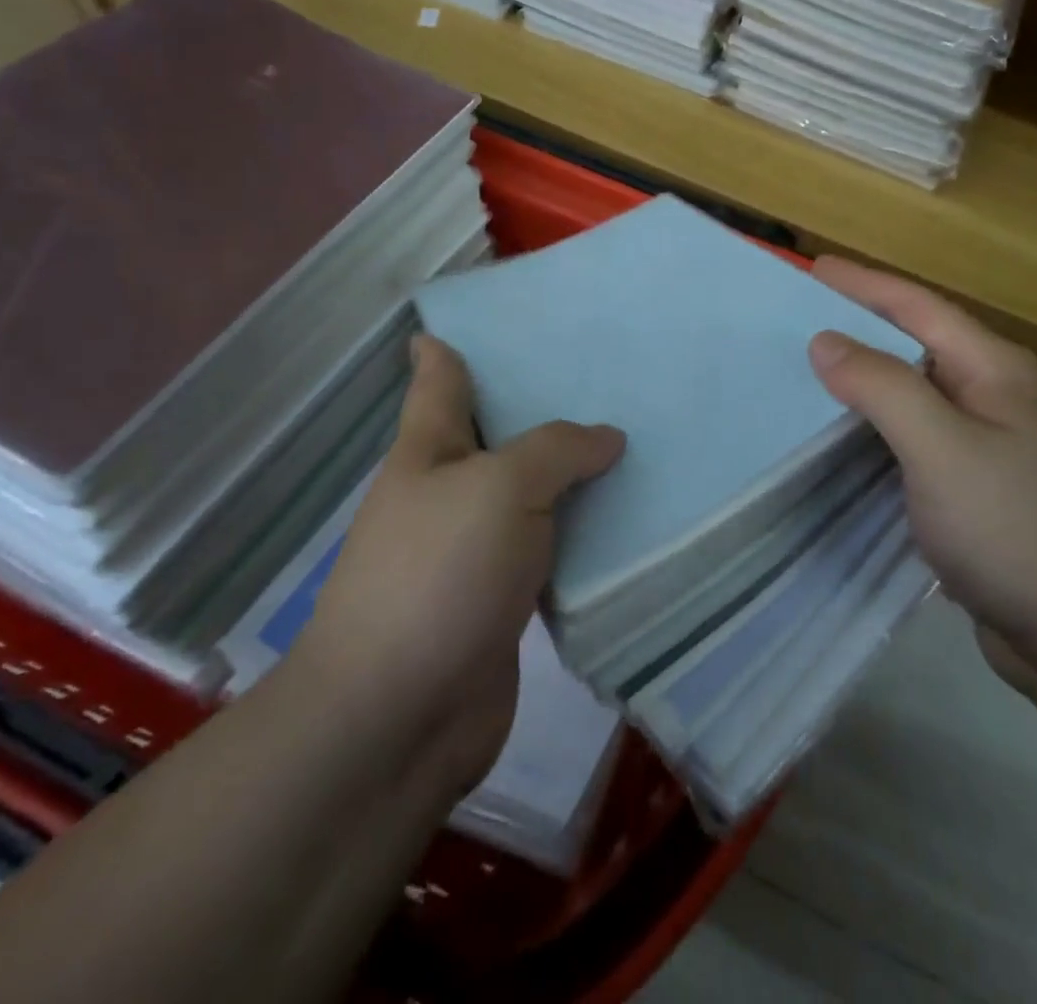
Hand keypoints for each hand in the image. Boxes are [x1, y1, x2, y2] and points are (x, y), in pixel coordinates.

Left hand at [295, 335, 624, 795]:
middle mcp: (448, 492)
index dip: (454, 344)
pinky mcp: (502, 601)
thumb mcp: (501, 487)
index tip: (491, 318)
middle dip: (544, 406)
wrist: (399, 718)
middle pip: (498, 434)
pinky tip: (628, 521)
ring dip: (573, 476)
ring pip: (532, 495)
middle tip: (609, 374)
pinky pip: (550, 551)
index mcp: (429, 450)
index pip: (440, 379)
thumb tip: (607, 438)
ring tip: (636, 441)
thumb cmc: (439, 575)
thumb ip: (557, 450)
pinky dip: (582, 536)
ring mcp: (473, 550)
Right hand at [808, 257, 1036, 687]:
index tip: (812, 266)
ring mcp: (989, 445)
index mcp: (994, 370)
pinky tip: (841, 440)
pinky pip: (914, 439)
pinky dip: (875, 429)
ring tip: (807, 374)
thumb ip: (881, 387)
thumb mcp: (941, 448)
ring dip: (864, 381)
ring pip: (913, 395)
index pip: (919, 307)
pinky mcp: (977, 490)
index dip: (864, 284)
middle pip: (916, 344)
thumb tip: (825, 340)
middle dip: (860, 327)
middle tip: (797, 320)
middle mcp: (995, 396)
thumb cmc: (1014, 529)